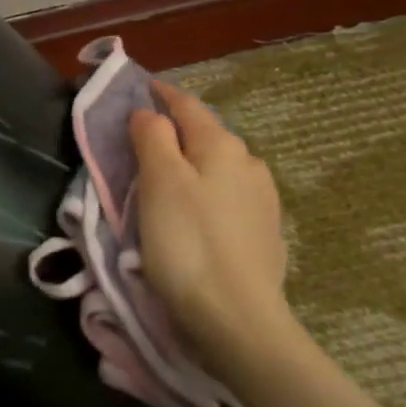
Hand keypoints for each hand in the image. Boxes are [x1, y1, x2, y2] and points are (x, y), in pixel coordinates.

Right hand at [129, 81, 291, 371]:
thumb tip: (149, 113)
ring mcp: (262, 199)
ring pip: (218, 166)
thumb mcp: (159, 182)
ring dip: (192, 163)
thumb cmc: (188, 243)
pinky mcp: (265, 231)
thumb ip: (153, 137)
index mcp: (221, 145)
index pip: (186, 105)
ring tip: (166, 178)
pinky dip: (206, 191)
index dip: (161, 94)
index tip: (140, 88)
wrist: (238, 319)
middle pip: (205, 134)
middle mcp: (249, 163)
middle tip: (142, 139)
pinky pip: (228, 195)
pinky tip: (196, 212)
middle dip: (175, 130)